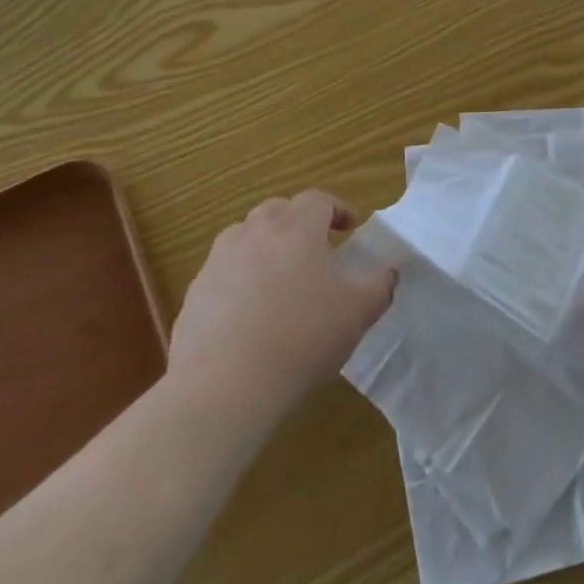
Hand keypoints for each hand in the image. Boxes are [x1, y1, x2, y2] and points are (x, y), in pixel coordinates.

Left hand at [168, 190, 396, 421]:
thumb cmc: (303, 337)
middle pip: (276, 210)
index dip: (336, 208)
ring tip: (277, 277)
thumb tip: (389, 272)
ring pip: (243, 237)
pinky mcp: (195, 294)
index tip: (348, 228)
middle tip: (313, 248)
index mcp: (297, 229)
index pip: (317, 200)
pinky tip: (247, 314)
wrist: (226, 383)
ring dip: (262, 246)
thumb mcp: (358, 312)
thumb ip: (379, 286)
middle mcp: (254, 234)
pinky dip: (237, 280)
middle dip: (296, 221)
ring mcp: (218, 262)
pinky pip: (221, 274)